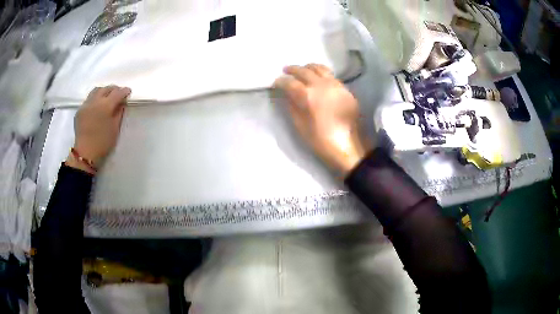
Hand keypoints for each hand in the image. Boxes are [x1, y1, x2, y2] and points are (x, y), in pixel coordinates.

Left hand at [65, 85, 130, 173]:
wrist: (85, 153)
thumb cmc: (103, 143)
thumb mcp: (115, 129)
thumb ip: (119, 113)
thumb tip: (121, 104)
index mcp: (106, 105)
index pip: (117, 93)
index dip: (124, 91)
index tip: (128, 92)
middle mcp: (95, 101)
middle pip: (106, 88)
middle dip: (114, 89)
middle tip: (118, 94)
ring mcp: (86, 104)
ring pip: (96, 90)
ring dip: (104, 91)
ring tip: (107, 96)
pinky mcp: (80, 110)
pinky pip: (89, 99)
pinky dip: (95, 98)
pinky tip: (97, 106)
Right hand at [274, 64, 365, 175]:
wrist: (348, 147)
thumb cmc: (320, 140)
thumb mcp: (300, 125)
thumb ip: (291, 106)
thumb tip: (286, 94)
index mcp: (308, 96)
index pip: (290, 82)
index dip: (281, 81)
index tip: (276, 83)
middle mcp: (322, 85)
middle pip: (304, 71)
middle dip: (293, 69)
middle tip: (285, 71)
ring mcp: (336, 85)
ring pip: (320, 68)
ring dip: (308, 68)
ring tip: (302, 70)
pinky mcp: (346, 89)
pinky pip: (331, 76)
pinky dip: (321, 73)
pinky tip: (318, 79)